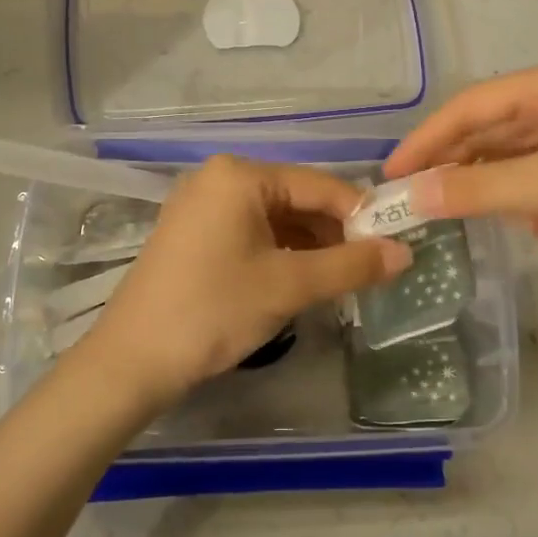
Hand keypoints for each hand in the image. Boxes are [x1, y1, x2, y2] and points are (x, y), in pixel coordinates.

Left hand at [80, 155, 411, 409]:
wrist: (132, 361)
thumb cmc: (214, 311)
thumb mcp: (289, 286)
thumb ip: (351, 266)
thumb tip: (405, 253)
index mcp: (240, 175)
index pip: (319, 185)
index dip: (361, 215)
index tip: (394, 245)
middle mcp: (219, 178)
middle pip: (297, 199)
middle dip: (334, 233)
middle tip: (368, 270)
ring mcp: (201, 205)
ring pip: (275, 218)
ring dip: (310, 247)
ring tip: (340, 281)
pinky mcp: (193, 233)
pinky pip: (251, 232)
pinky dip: (280, 253)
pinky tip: (301, 280)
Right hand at [382, 52, 537, 269]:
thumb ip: (476, 191)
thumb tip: (410, 197)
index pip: (470, 106)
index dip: (425, 141)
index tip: (390, 175)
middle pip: (492, 131)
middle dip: (463, 169)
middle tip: (421, 204)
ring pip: (518, 158)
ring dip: (505, 191)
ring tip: (496, 220)